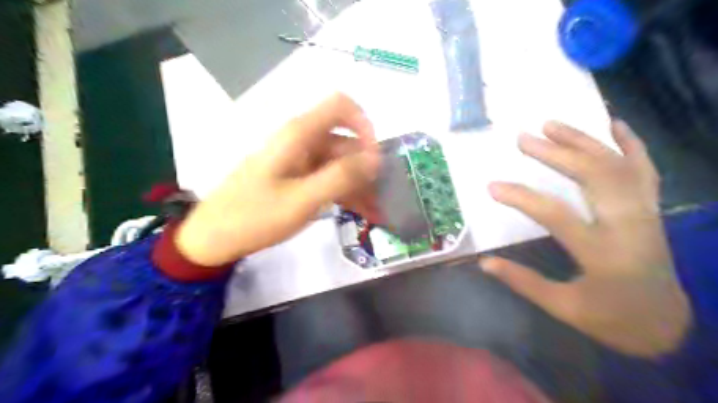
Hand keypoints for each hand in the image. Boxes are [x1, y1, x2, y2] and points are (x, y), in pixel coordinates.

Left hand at [176, 93, 380, 265]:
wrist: (214, 237)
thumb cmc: (254, 217)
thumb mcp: (301, 200)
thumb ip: (340, 176)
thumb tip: (375, 158)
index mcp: (299, 135)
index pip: (341, 106)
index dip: (364, 125)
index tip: (375, 158)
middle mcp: (301, 140)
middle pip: (345, 140)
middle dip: (366, 166)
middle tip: (381, 197)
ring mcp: (299, 159)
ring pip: (339, 162)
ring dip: (358, 183)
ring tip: (375, 210)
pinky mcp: (297, 175)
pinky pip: (328, 176)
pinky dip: (344, 190)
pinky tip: (360, 210)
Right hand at [482, 121, 689, 356]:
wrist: (668, 325)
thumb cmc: (612, 319)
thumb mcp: (564, 308)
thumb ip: (524, 282)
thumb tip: (484, 263)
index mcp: (604, 254)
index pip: (558, 216)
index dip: (522, 198)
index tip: (492, 186)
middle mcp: (629, 226)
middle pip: (595, 177)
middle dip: (557, 153)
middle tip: (524, 138)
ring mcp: (645, 213)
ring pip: (618, 166)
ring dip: (584, 140)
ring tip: (552, 124)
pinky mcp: (652, 210)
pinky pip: (645, 170)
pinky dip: (631, 143)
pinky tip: (614, 123)